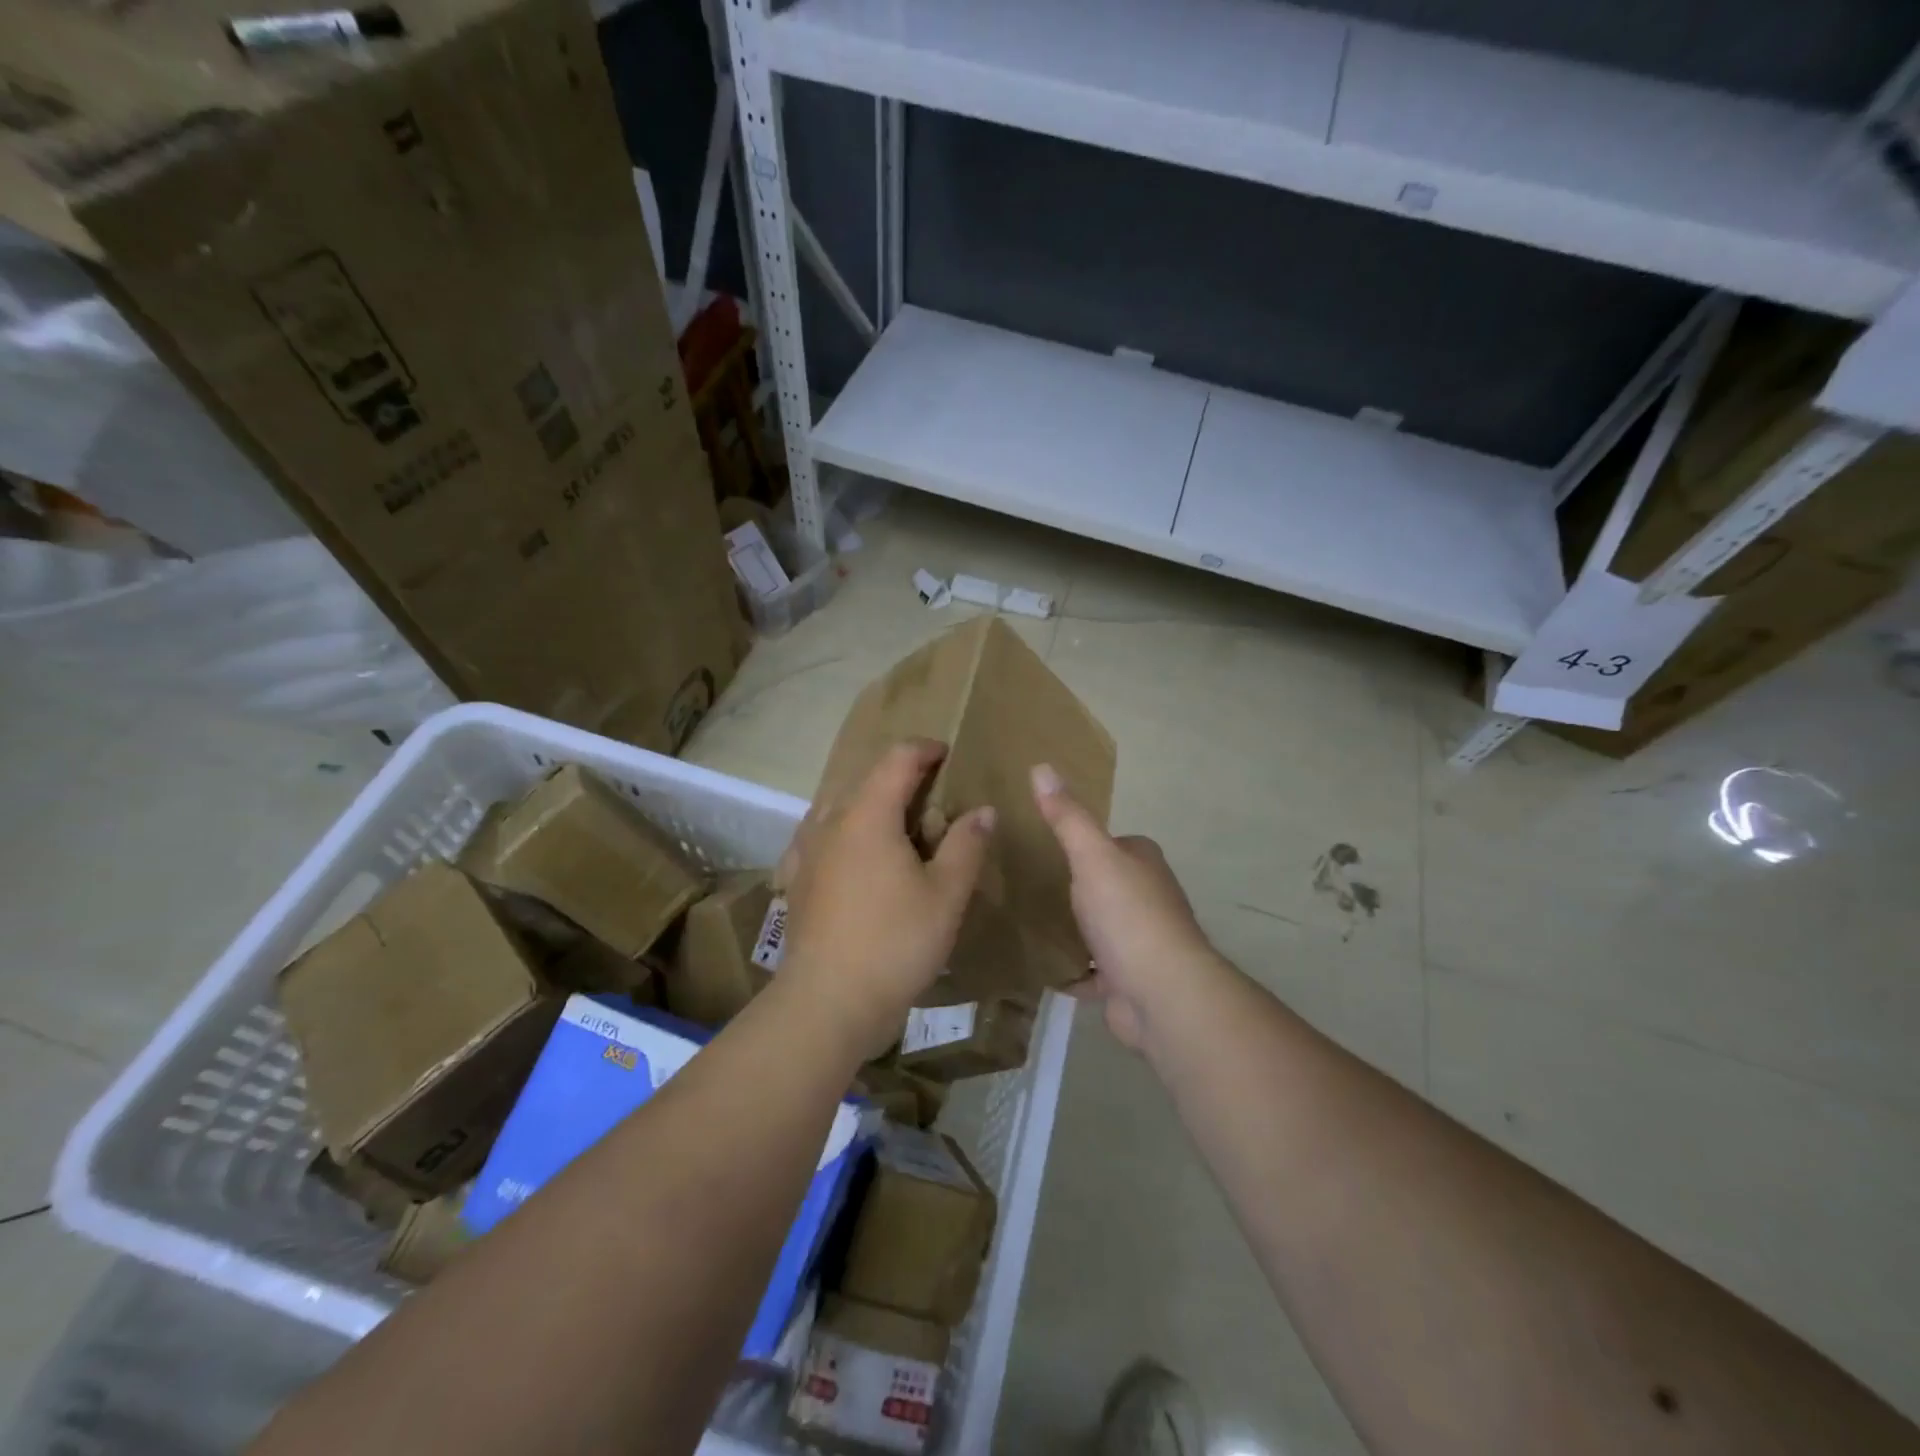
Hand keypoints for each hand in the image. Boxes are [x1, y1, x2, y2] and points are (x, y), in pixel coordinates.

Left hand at [780, 740, 994, 1055]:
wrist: (828, 1001)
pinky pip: (821, 838)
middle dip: (900, 779)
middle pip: (866, 780)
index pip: (897, 759)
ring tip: (897, 828)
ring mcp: (807, 851)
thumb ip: (966, 845)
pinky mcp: (797, 880)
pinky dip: (843, 833)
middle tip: (933, 800)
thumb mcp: (946, 894)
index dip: (926, 750)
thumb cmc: (895, 942)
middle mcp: (831, 822)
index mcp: (868, 814)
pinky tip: (852, 856)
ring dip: (870, 805)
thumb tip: (982, 810)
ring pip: (840, 808)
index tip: (948, 755)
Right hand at [1030, 763, 1216, 1051]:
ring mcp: (1141, 941)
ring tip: (1028, 923)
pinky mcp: (1129, 979)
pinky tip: (1042, 968)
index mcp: (1144, 863)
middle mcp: (1150, 898)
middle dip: (1078, 887)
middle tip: (1028, 886)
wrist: (1161, 993)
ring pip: (1101, 927)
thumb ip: (1067, 816)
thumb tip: (1041, 766)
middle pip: (1108, 885)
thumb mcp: (1091, 855)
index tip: (1046, 846)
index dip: (1085, 843)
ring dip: (1076, 929)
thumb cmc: (1128, 914)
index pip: (1114, 843)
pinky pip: (1094, 970)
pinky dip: (1074, 970)